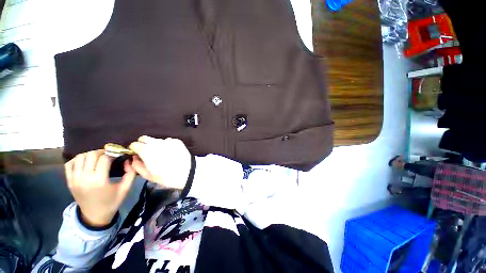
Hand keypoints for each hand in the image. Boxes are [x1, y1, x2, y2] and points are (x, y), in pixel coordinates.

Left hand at [65, 150, 135, 226]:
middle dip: (102, 152)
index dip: (113, 153)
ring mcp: (74, 179)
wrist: (94, 216)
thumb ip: (131, 173)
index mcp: (99, 181)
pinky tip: (85, 162)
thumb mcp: (126, 188)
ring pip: (80, 157)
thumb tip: (129, 160)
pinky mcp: (69, 181)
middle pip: (91, 155)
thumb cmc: (112, 202)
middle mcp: (84, 178)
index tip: (118, 154)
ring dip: (90, 154)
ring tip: (98, 158)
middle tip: (109, 155)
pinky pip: (69, 164)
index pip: (104, 158)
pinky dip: (77, 159)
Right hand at [129, 136, 190, 189]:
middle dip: (143, 144)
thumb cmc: (166, 176)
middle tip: (148, 153)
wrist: (187, 172)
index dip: (134, 149)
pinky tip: (171, 153)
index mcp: (146, 150)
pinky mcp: (177, 141)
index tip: (137, 154)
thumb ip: (137, 165)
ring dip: (156, 145)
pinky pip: (168, 141)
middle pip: (145, 138)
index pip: (134, 144)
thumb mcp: (148, 175)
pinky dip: (167, 145)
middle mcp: (156, 142)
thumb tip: (134, 158)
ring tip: (162, 154)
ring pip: (157, 140)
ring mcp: (168, 141)